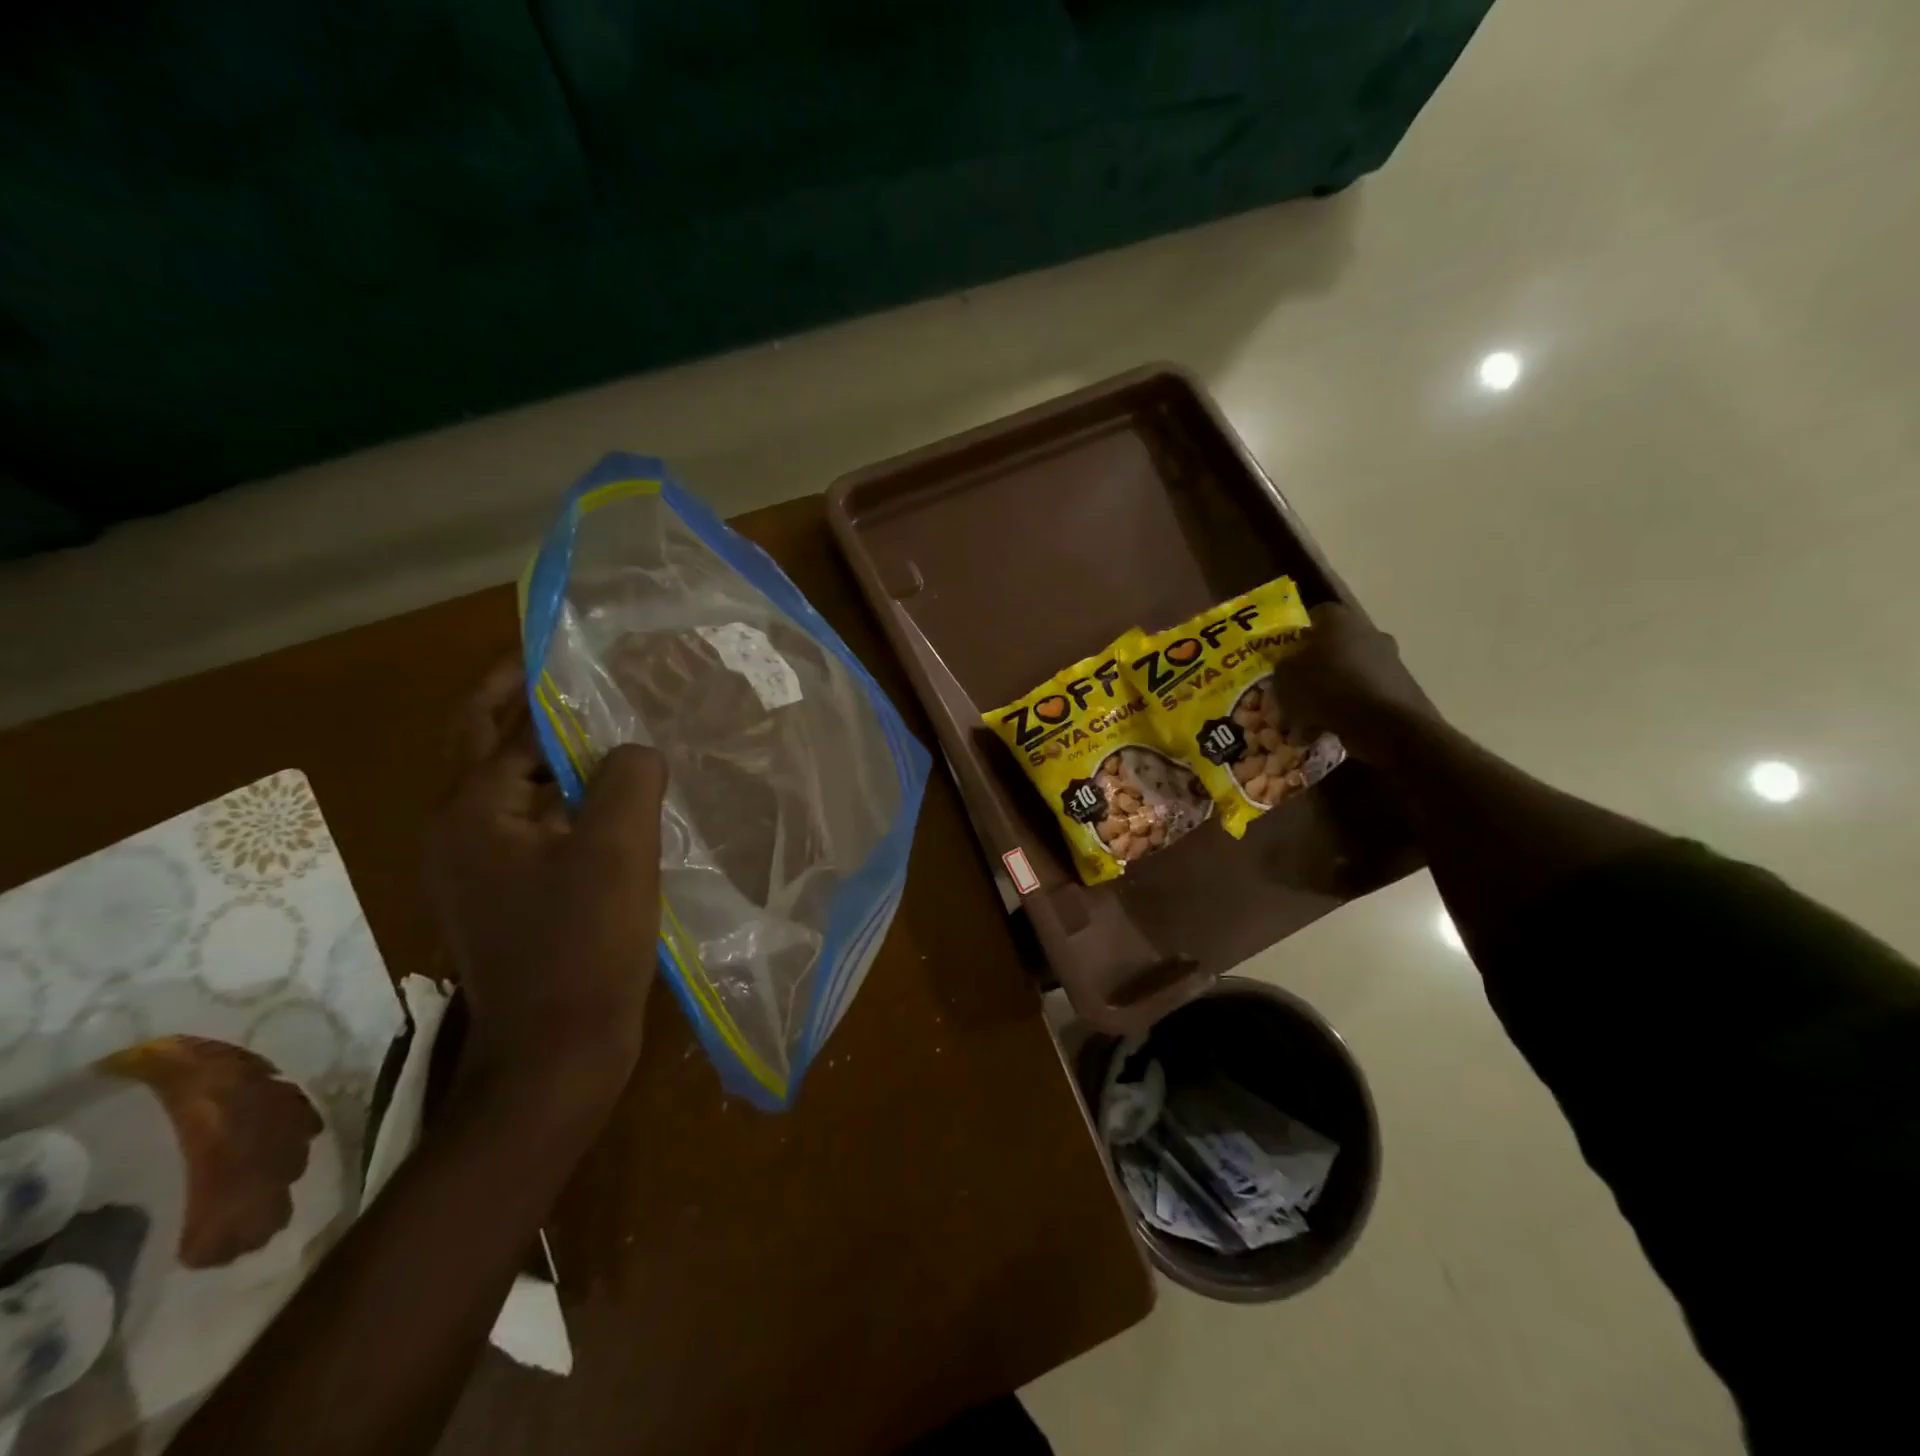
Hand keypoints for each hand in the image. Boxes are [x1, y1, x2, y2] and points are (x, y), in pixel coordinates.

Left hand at [425, 663, 666, 1108]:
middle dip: (530, 707)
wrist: (555, 1053)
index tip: (578, 650)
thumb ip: (627, 778)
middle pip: (489, 747)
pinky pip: (536, 828)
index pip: (503, 723)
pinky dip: (568, 802)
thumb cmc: (582, 946)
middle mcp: (459, 833)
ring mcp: (480, 869)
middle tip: (586, 679)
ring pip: (517, 790)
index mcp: (471, 813)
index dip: (538, 681)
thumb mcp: (616, 850)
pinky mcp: (508, 897)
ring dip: (556, 757)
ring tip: (615, 735)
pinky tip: (617, 804)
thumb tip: (634, 750)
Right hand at [1268, 604, 1442, 763]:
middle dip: (1315, 667)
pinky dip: (1348, 709)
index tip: (1286, 656)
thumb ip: (1282, 666)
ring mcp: (1389, 659)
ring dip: (1330, 692)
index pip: (1316, 614)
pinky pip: (1364, 695)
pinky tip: (1330, 731)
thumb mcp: (1285, 677)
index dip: (1299, 635)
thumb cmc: (1326, 688)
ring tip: (1309, 721)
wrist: (1383, 722)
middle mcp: (1368, 632)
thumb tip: (1288, 664)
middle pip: (1334, 646)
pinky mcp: (1401, 687)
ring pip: (1348, 672)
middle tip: (1296, 690)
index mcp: (1339, 620)